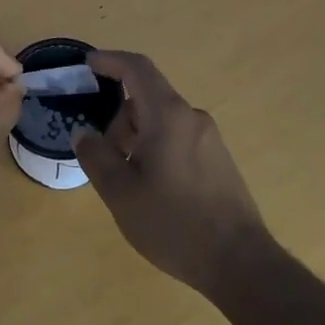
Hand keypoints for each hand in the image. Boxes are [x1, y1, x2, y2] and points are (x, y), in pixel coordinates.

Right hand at [73, 50, 271, 293]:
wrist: (241, 263)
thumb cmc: (174, 223)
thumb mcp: (121, 193)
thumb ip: (96, 156)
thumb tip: (83, 133)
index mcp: (168, 115)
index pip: (137, 68)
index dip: (110, 60)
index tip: (87, 65)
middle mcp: (192, 117)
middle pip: (146, 99)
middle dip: (118, 119)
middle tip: (103, 157)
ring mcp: (210, 139)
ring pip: (161, 122)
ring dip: (137, 138)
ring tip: (128, 182)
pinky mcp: (219, 160)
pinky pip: (178, 139)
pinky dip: (156, 149)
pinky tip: (153, 190)